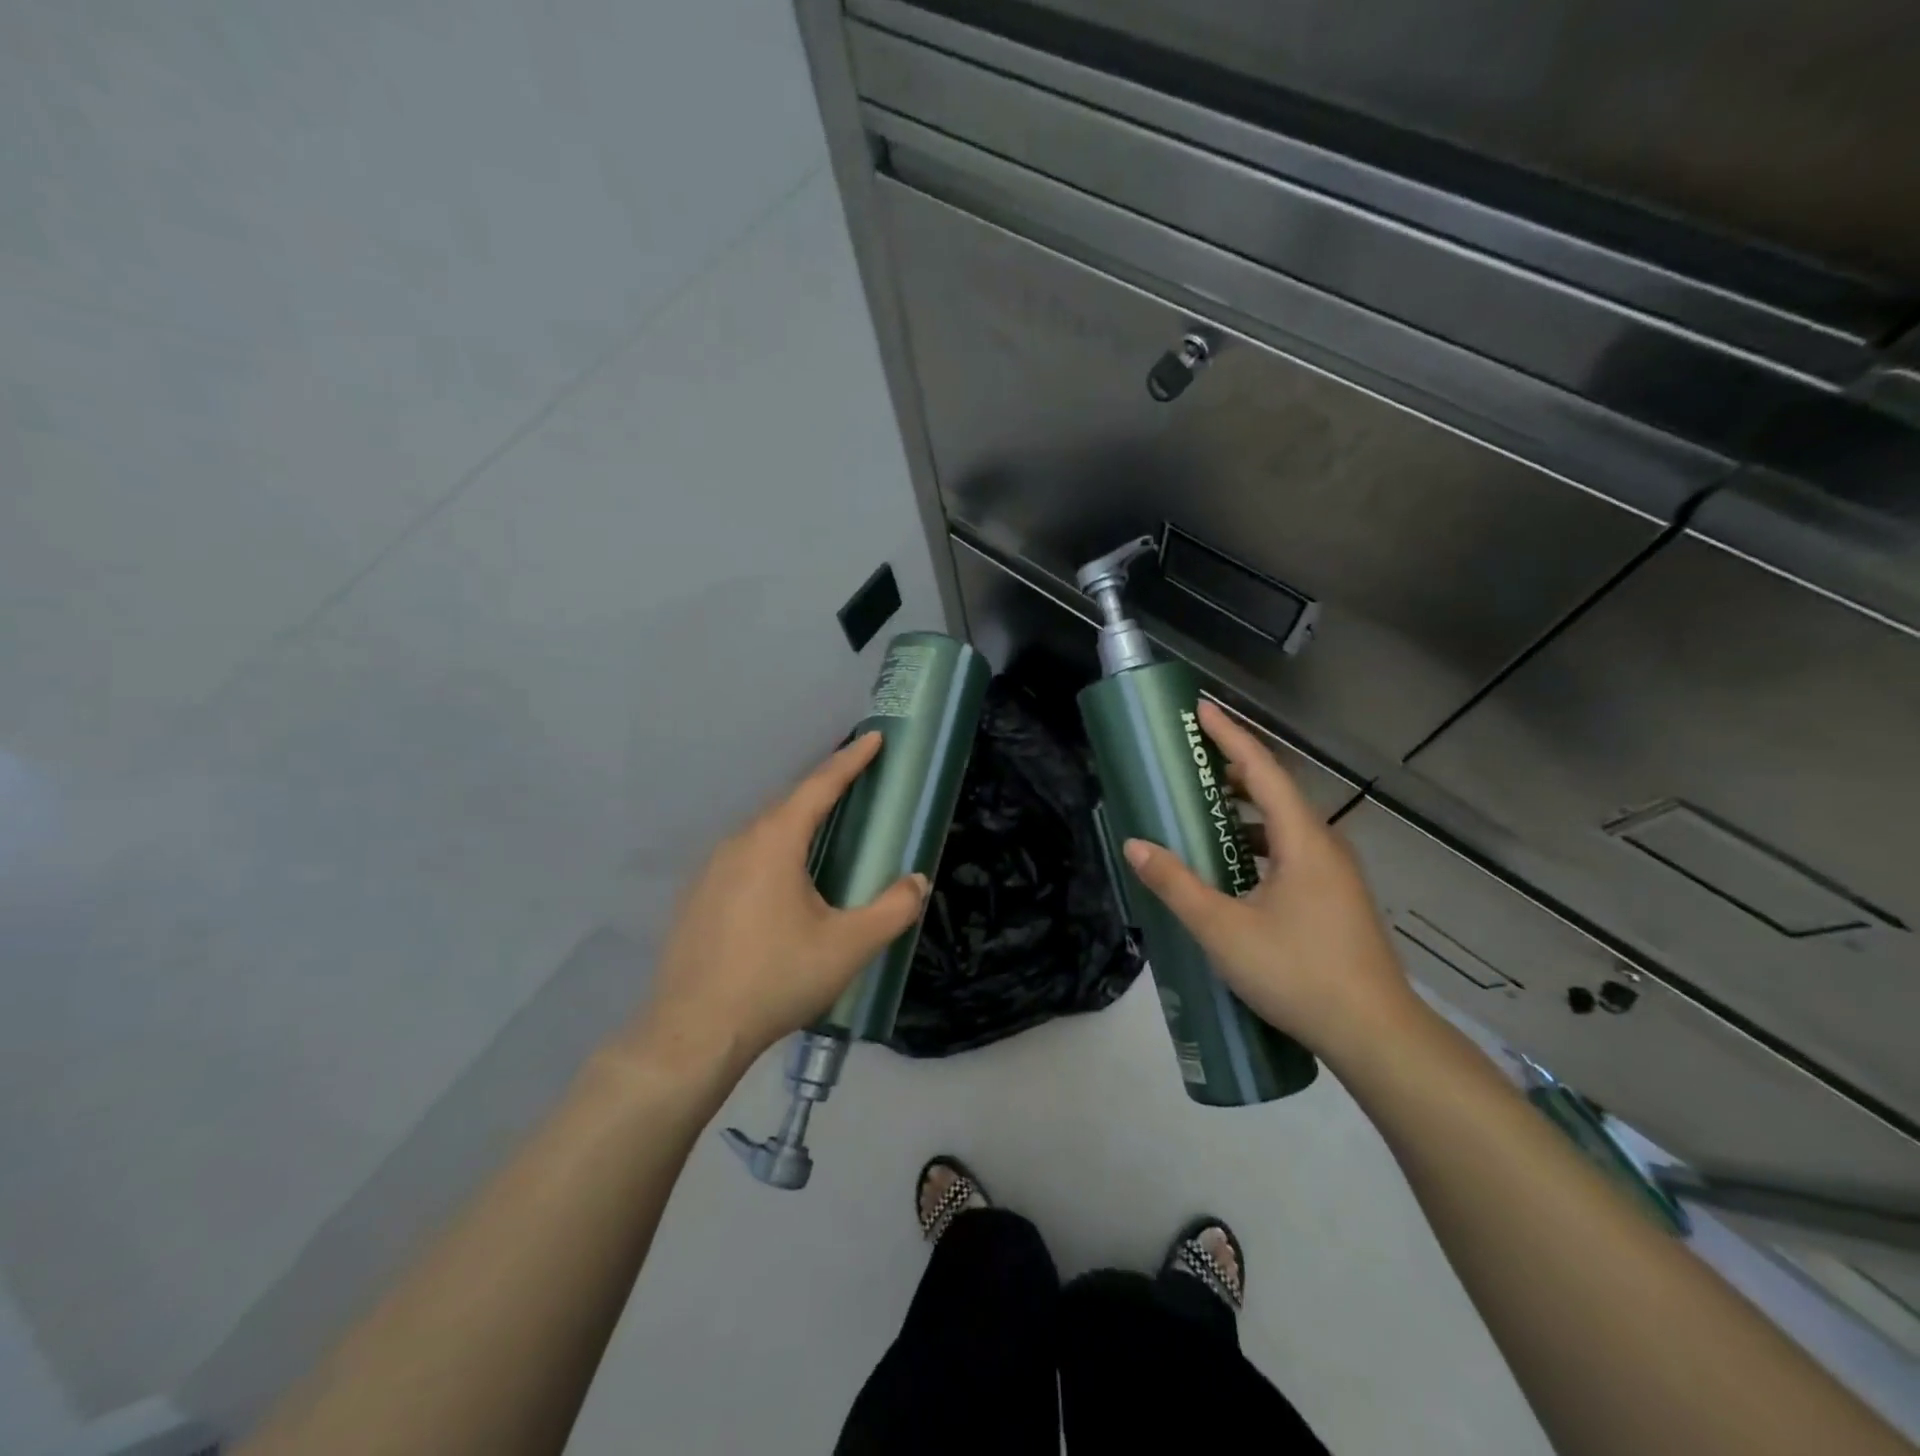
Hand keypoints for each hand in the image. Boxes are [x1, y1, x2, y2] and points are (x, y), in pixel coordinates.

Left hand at [627, 732, 928, 1076]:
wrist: (694, 1031)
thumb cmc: (777, 979)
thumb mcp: (848, 946)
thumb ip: (892, 910)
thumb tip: (917, 882)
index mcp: (775, 843)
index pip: (819, 787)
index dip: (850, 760)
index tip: (873, 737)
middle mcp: (738, 843)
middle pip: (788, 806)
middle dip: (823, 791)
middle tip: (854, 784)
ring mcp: (710, 870)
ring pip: (762, 833)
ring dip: (796, 824)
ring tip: (823, 832)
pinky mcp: (696, 897)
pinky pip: (743, 858)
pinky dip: (771, 853)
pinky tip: (781, 883)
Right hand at [1122, 700, 1418, 1062]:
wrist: (1376, 1036)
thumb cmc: (1298, 973)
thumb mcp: (1223, 929)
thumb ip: (1176, 885)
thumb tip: (1135, 845)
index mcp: (1303, 840)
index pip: (1262, 770)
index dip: (1230, 736)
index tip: (1200, 710)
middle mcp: (1325, 846)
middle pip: (1276, 791)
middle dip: (1234, 769)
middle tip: (1191, 761)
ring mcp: (1335, 874)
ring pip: (1286, 824)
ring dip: (1245, 810)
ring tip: (1205, 811)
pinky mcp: (1336, 899)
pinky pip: (1292, 851)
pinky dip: (1258, 842)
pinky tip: (1234, 868)